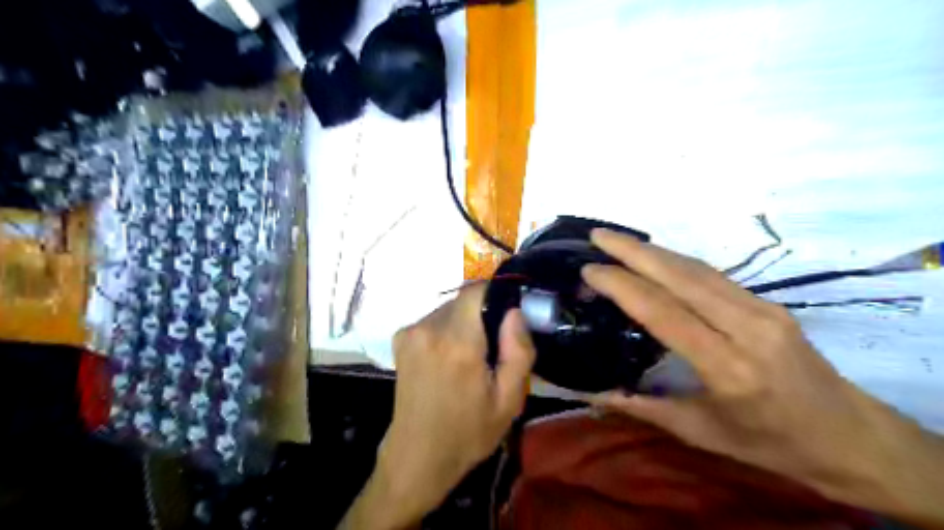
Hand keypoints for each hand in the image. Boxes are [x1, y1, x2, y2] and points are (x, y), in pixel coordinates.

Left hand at [340, 283, 533, 527]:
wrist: (418, 455)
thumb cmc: (468, 432)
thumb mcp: (508, 400)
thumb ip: (518, 351)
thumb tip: (515, 311)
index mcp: (457, 342)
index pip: (476, 289)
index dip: (496, 293)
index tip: (510, 312)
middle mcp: (428, 328)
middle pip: (464, 300)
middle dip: (483, 313)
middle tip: (495, 345)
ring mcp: (410, 332)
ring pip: (449, 309)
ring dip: (465, 323)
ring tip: (473, 356)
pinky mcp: (400, 339)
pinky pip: (434, 320)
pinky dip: (448, 330)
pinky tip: (450, 359)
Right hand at [584, 229, 943, 527]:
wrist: (850, 437)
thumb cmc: (770, 443)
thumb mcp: (700, 433)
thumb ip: (641, 407)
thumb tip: (591, 392)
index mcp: (727, 367)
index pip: (663, 312)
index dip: (622, 286)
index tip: (589, 271)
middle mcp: (746, 329)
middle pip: (680, 277)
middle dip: (633, 251)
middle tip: (597, 236)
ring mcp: (763, 310)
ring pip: (697, 268)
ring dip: (653, 250)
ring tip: (617, 241)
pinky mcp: (769, 303)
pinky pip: (713, 275)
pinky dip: (677, 261)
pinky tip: (656, 257)